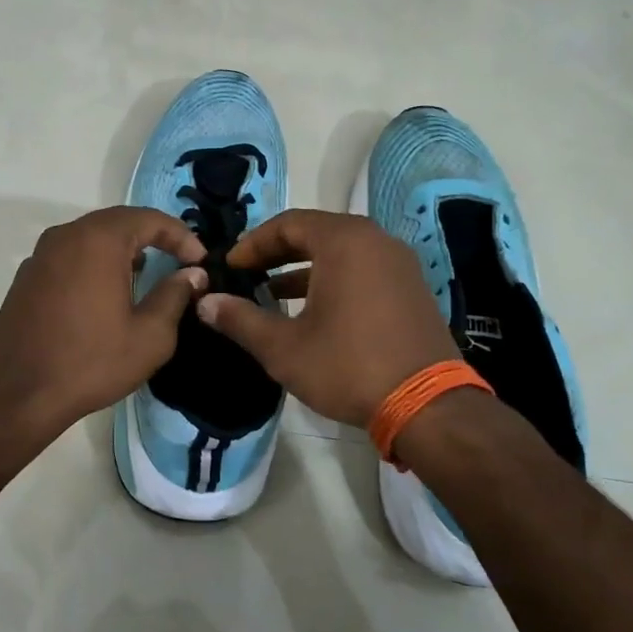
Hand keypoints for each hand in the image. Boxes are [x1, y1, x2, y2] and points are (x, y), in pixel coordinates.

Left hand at [0, 206, 208, 441]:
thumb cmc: (90, 362)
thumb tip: (191, 274)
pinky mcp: (26, 278)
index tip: (200, 260)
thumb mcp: (149, 336)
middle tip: (177, 262)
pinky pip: (69, 257)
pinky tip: (104, 295)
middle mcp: (65, 236)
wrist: (16, 394)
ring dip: (121, 251)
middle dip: (151, 238)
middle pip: (117, 223)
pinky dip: (94, 264)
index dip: (181, 235)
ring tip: (143, 276)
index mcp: (98, 240)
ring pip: (90, 238)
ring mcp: (40, 256)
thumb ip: (174, 296)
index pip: (149, 219)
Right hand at [196, 209, 456, 428]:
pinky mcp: (412, 289)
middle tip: (247, 274)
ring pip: (341, 252)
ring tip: (271, 292)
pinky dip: (333, 280)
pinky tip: (313, 311)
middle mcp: (376, 241)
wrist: (428, 407)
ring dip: (303, 268)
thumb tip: (205, 302)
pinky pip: (363, 269)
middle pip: (316, 233)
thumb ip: (240, 319)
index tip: (230, 267)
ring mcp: (399, 264)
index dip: (253, 244)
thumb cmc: (348, 366)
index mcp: (344, 242)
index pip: (287, 224)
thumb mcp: (283, 347)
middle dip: (276, 253)